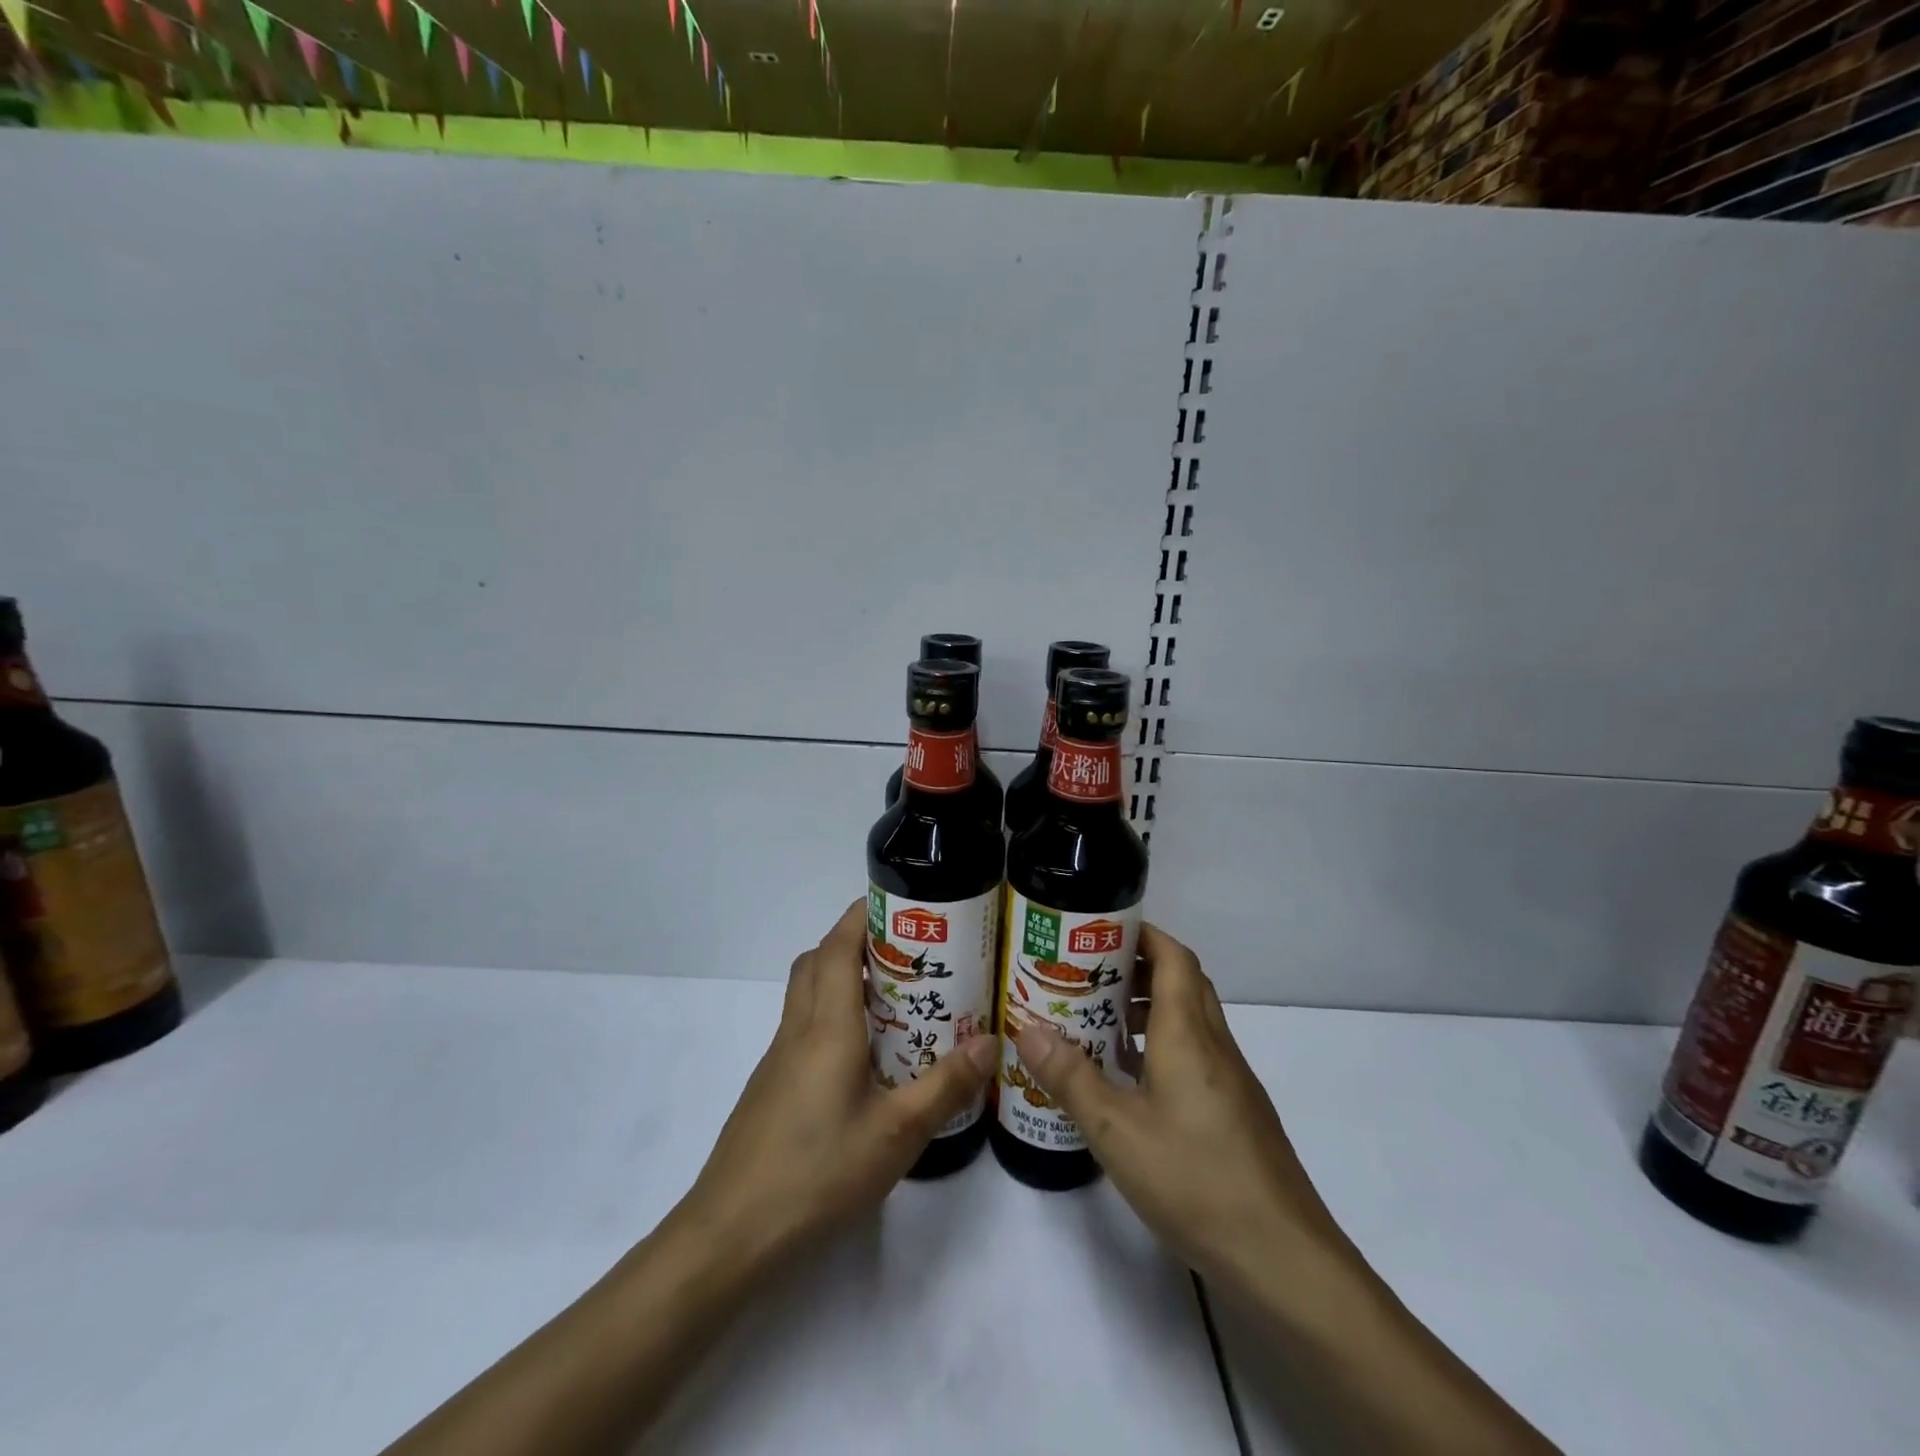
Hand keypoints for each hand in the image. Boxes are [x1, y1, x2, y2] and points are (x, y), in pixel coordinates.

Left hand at [679, 900, 996, 1265]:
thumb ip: (945, 1086)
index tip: (900, 904)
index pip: (838, 946)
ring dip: (841, 975)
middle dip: (855, 939)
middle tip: (905, 951)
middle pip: (817, 960)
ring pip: (806, 992)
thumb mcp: (897, 1134)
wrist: (730, 1234)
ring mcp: (778, 1058)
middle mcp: (798, 1030)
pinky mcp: (771, 1086)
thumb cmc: (817, 1173)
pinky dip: (831, 1014)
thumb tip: (990, 1041)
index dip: (863, 915)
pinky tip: (863, 1056)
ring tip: (892, 997)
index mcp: (826, 1026)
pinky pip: (803, 1027)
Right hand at [1013, 924, 1343, 1291]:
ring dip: (1150, 1007)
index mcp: (1188, 1034)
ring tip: (1101, 1021)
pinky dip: (1163, 1045)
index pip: (1173, 957)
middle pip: (1183, 981)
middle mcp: (1214, 1044)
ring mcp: (1231, 1079)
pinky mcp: (1236, 1110)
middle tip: (1089, 973)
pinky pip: (1196, 1053)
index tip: (1100, 930)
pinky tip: (1132, 1080)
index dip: (1142, 934)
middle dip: (1138, 967)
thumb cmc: (1195, 1180)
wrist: (1283, 1257)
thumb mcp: (1117, 1131)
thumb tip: (1026, 1028)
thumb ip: (1070, 1078)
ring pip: (1191, 1019)